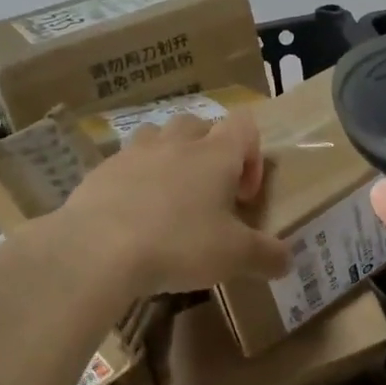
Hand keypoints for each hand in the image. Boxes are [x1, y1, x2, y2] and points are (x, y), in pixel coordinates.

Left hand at [61, 111, 291, 298]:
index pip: (244, 124)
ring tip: (168, 198)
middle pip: (199, 125)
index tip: (243, 196)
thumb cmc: (178, 244)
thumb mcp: (234, 257)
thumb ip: (267, 256)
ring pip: (159, 136)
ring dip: (169, 157)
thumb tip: (288, 260)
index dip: (252, 154)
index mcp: (216, 154)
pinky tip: (132, 217)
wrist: (97, 248)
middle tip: (207, 196)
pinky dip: (134, 180)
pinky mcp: (102, 170)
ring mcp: (136, 152)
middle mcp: (178, 142)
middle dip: (208, 153)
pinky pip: (126, 163)